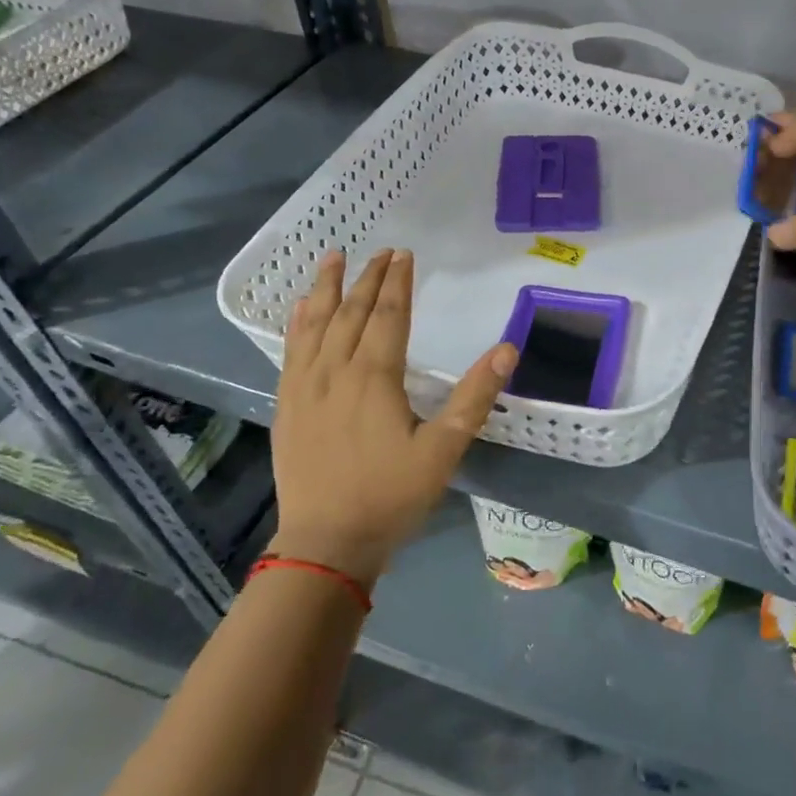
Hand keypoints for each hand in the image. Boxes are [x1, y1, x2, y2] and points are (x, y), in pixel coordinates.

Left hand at [269, 249, 517, 584]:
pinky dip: (299, 323)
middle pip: (352, 313)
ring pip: (316, 324)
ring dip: (327, 288)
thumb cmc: (390, 496)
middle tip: (381, 251)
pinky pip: (291, 351)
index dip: (397, 283)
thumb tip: (508, 349)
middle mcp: (336, 371)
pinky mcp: (287, 405)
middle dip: (368, 278)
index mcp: (375, 378)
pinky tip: (302, 308)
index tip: (404, 254)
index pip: (388, 316)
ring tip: (333, 257)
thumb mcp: (444, 449)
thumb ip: (474, 396)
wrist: (325, 544)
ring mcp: (305, 388)